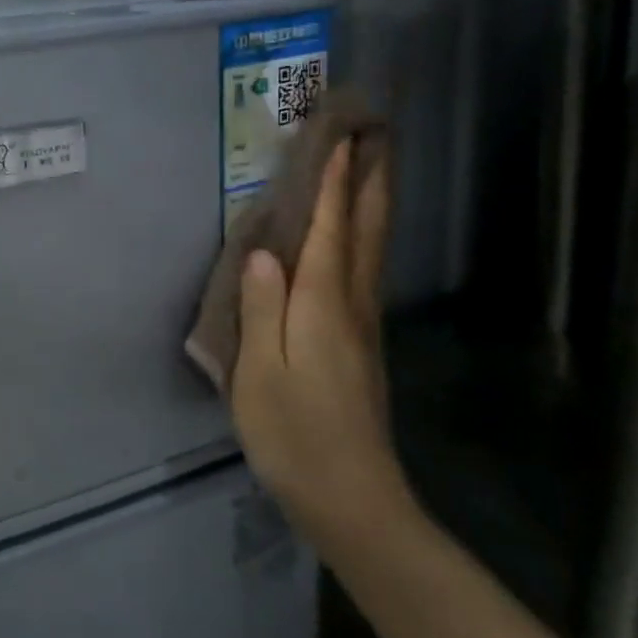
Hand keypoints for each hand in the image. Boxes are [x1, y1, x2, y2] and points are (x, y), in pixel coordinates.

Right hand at [229, 140, 413, 556]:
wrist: (352, 500)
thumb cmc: (294, 434)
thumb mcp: (260, 371)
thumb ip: (260, 308)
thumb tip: (262, 251)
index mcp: (323, 308)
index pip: (331, 233)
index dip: (335, 186)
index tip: (342, 138)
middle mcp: (350, 307)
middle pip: (367, 234)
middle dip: (371, 182)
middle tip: (376, 137)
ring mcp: (361, 328)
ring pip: (372, 252)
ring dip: (373, 205)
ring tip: (372, 170)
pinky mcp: (359, 346)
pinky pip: (363, 273)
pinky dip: (362, 239)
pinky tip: (355, 238)